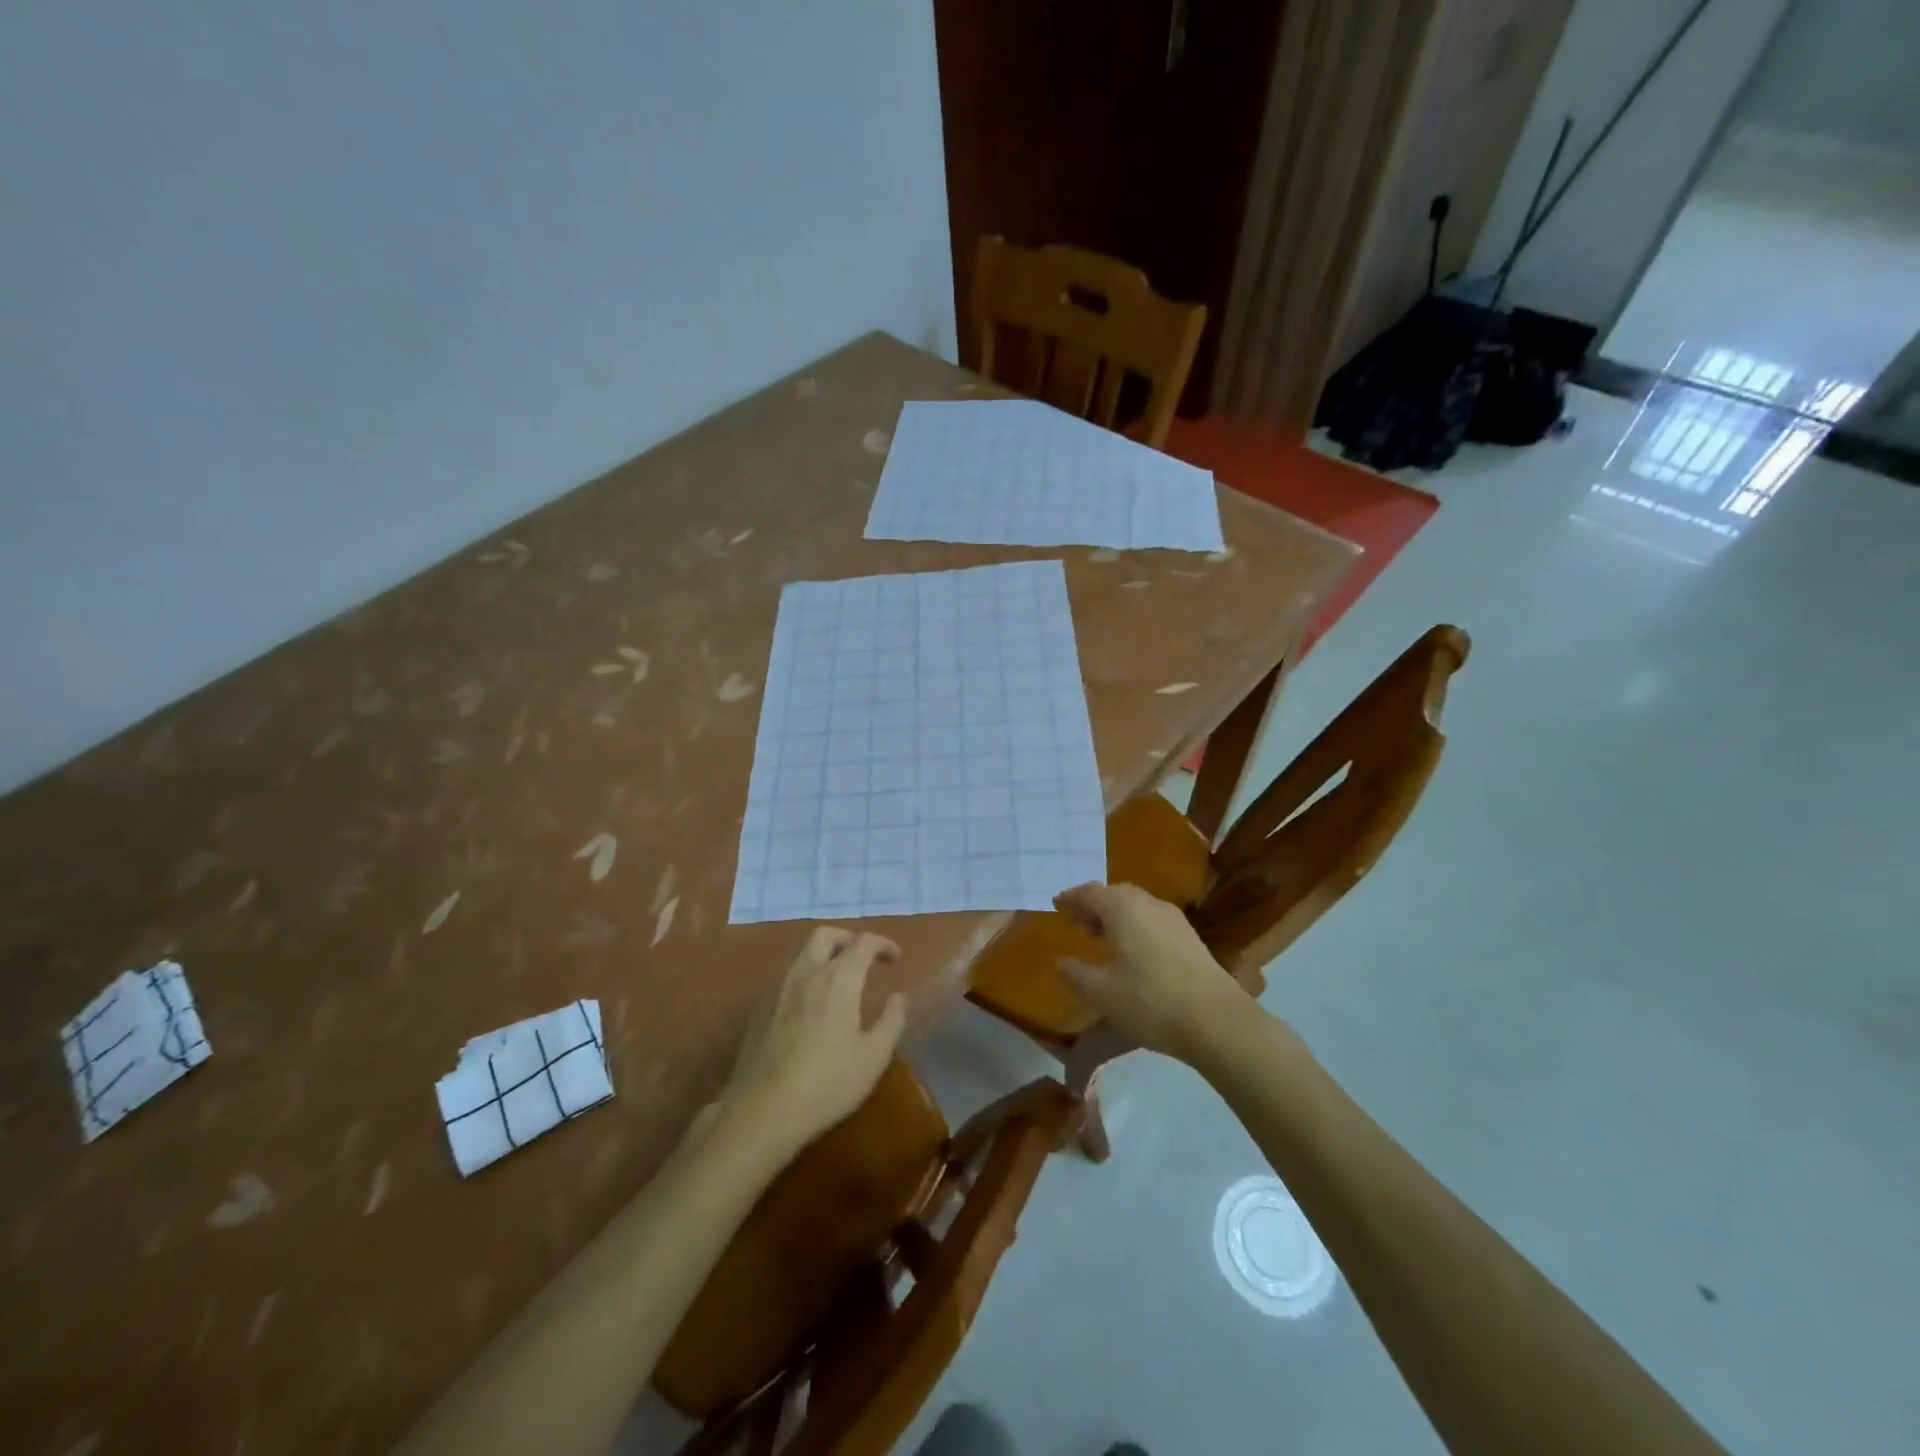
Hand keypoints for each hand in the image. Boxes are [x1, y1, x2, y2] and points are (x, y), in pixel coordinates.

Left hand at [718, 927, 907, 1157]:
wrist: (762, 1111)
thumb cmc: (827, 1082)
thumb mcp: (873, 1057)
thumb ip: (891, 1020)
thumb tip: (898, 996)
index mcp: (839, 978)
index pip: (863, 942)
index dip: (882, 944)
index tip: (895, 958)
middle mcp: (806, 972)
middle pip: (826, 935)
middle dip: (848, 938)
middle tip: (863, 957)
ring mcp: (777, 988)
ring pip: (802, 954)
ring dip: (823, 956)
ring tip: (837, 980)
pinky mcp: (758, 1009)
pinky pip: (785, 978)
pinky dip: (804, 978)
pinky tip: (809, 1006)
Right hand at [1054, 883, 1247, 1063]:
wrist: (1217, 1021)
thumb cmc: (1151, 1002)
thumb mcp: (1103, 994)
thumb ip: (1077, 975)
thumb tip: (1062, 962)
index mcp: (1123, 909)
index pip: (1090, 892)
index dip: (1071, 898)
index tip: (1057, 905)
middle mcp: (1149, 904)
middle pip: (1116, 894)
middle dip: (1094, 905)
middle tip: (1078, 922)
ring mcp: (1174, 920)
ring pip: (1137, 906)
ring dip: (1116, 916)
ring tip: (1102, 938)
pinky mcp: (1191, 938)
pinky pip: (1153, 920)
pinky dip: (1135, 926)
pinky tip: (1133, 952)